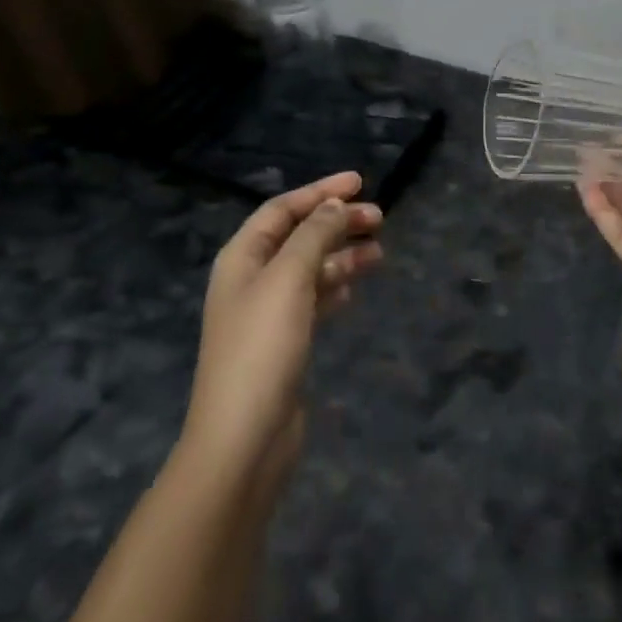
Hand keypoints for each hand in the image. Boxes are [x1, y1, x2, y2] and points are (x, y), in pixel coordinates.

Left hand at [184, 172, 382, 489]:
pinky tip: (355, 287)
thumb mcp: (289, 279)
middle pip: (299, 236)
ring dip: (342, 254)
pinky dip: (335, 287)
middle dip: (337, 222)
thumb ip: (313, 236)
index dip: (320, 191)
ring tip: (379, 252)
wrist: (244, 439)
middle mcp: (252, 279)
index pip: (282, 209)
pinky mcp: (284, 342)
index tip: (360, 181)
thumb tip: (334, 205)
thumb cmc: (263, 348)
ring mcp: (268, 313)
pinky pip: (314, 300)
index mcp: (242, 258)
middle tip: (379, 217)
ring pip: (310, 268)